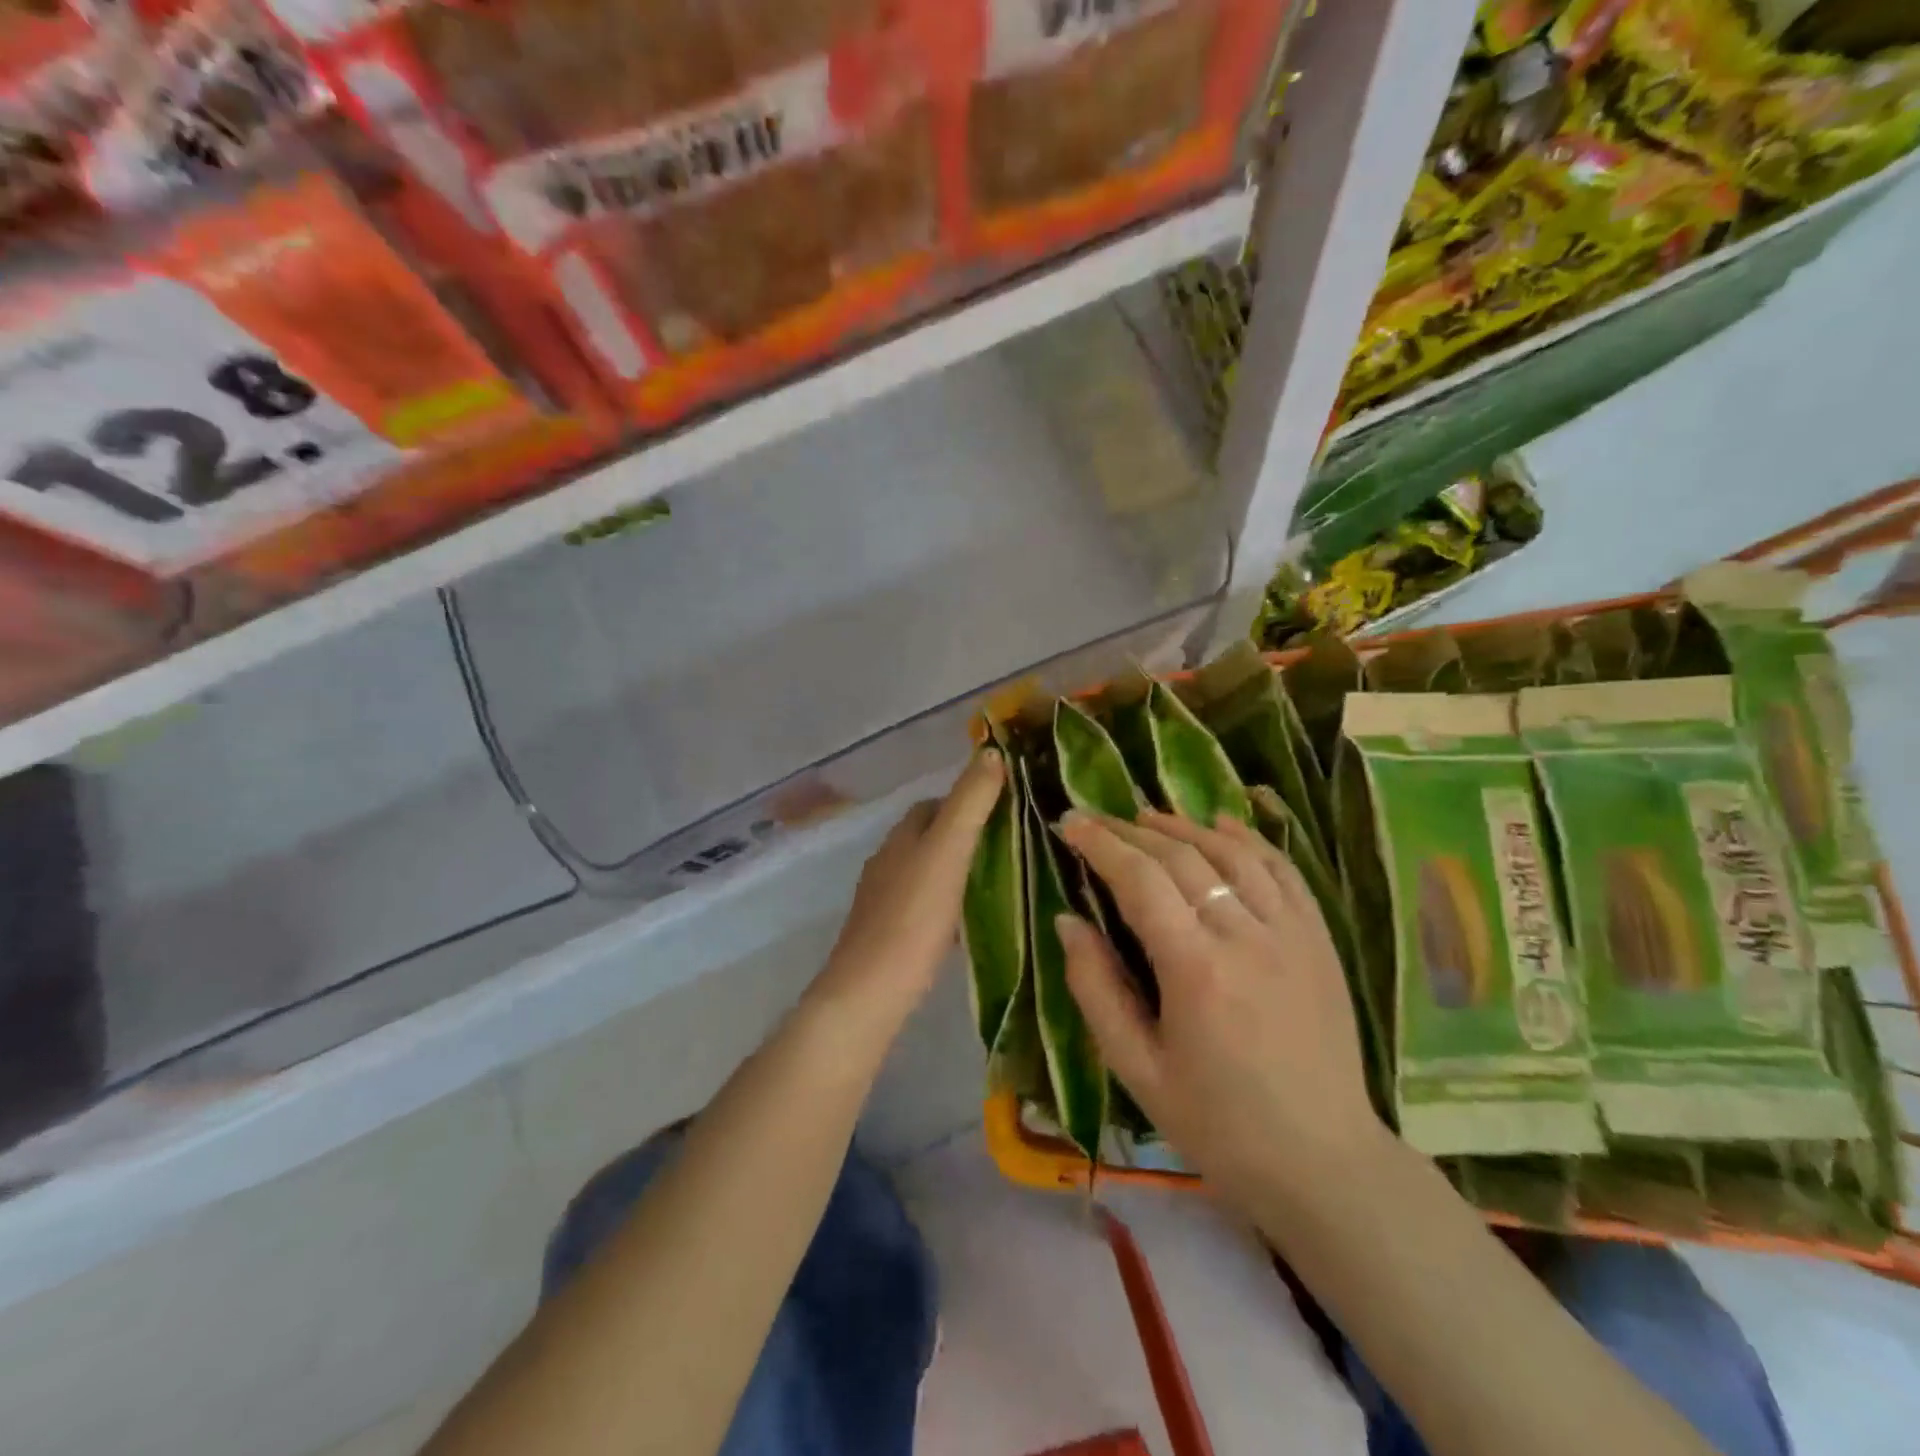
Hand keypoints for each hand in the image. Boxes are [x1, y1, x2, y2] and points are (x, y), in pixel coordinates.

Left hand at [806, 750, 1005, 1043]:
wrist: (870, 992)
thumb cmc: (912, 917)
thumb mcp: (947, 852)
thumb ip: (970, 803)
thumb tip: (991, 753)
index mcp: (900, 838)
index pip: (932, 805)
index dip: (966, 801)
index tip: (1003, 811)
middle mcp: (887, 862)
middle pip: (928, 838)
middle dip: (963, 837)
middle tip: (1008, 849)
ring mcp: (883, 900)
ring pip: (925, 872)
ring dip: (955, 871)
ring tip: (997, 884)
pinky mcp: (887, 935)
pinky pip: (922, 906)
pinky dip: (947, 904)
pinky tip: (968, 924)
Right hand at [1056, 808, 1386, 1212]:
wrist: (1322, 1162)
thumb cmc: (1217, 1123)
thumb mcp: (1136, 1069)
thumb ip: (1096, 989)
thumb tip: (1067, 921)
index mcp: (1196, 971)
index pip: (1140, 881)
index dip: (1101, 844)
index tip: (1070, 823)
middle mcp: (1246, 937)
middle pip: (1182, 858)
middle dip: (1130, 831)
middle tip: (1096, 819)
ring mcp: (1291, 933)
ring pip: (1232, 854)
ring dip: (1184, 828)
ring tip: (1146, 817)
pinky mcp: (1319, 940)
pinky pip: (1283, 870)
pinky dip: (1249, 840)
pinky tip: (1223, 824)